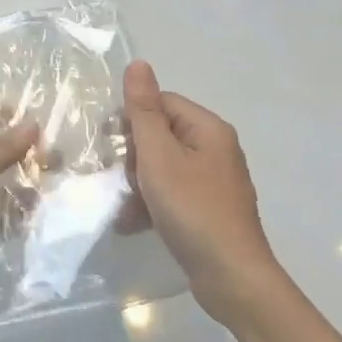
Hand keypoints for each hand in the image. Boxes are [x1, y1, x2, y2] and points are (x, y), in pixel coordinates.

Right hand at [124, 60, 277, 321]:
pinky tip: (132, 222)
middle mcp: (216, 148)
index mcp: (208, 128)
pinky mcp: (209, 208)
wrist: (232, 278)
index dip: (131, 120)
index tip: (110, 145)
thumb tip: (138, 63)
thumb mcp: (159, 156)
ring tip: (123, 205)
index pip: (160, 103)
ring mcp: (214, 180)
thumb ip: (144, 110)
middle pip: (161, 134)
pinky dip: (152, 202)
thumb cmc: (192, 210)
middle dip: (133, 156)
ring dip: (138, 183)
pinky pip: (173, 192)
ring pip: (163, 165)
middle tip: (119, 179)